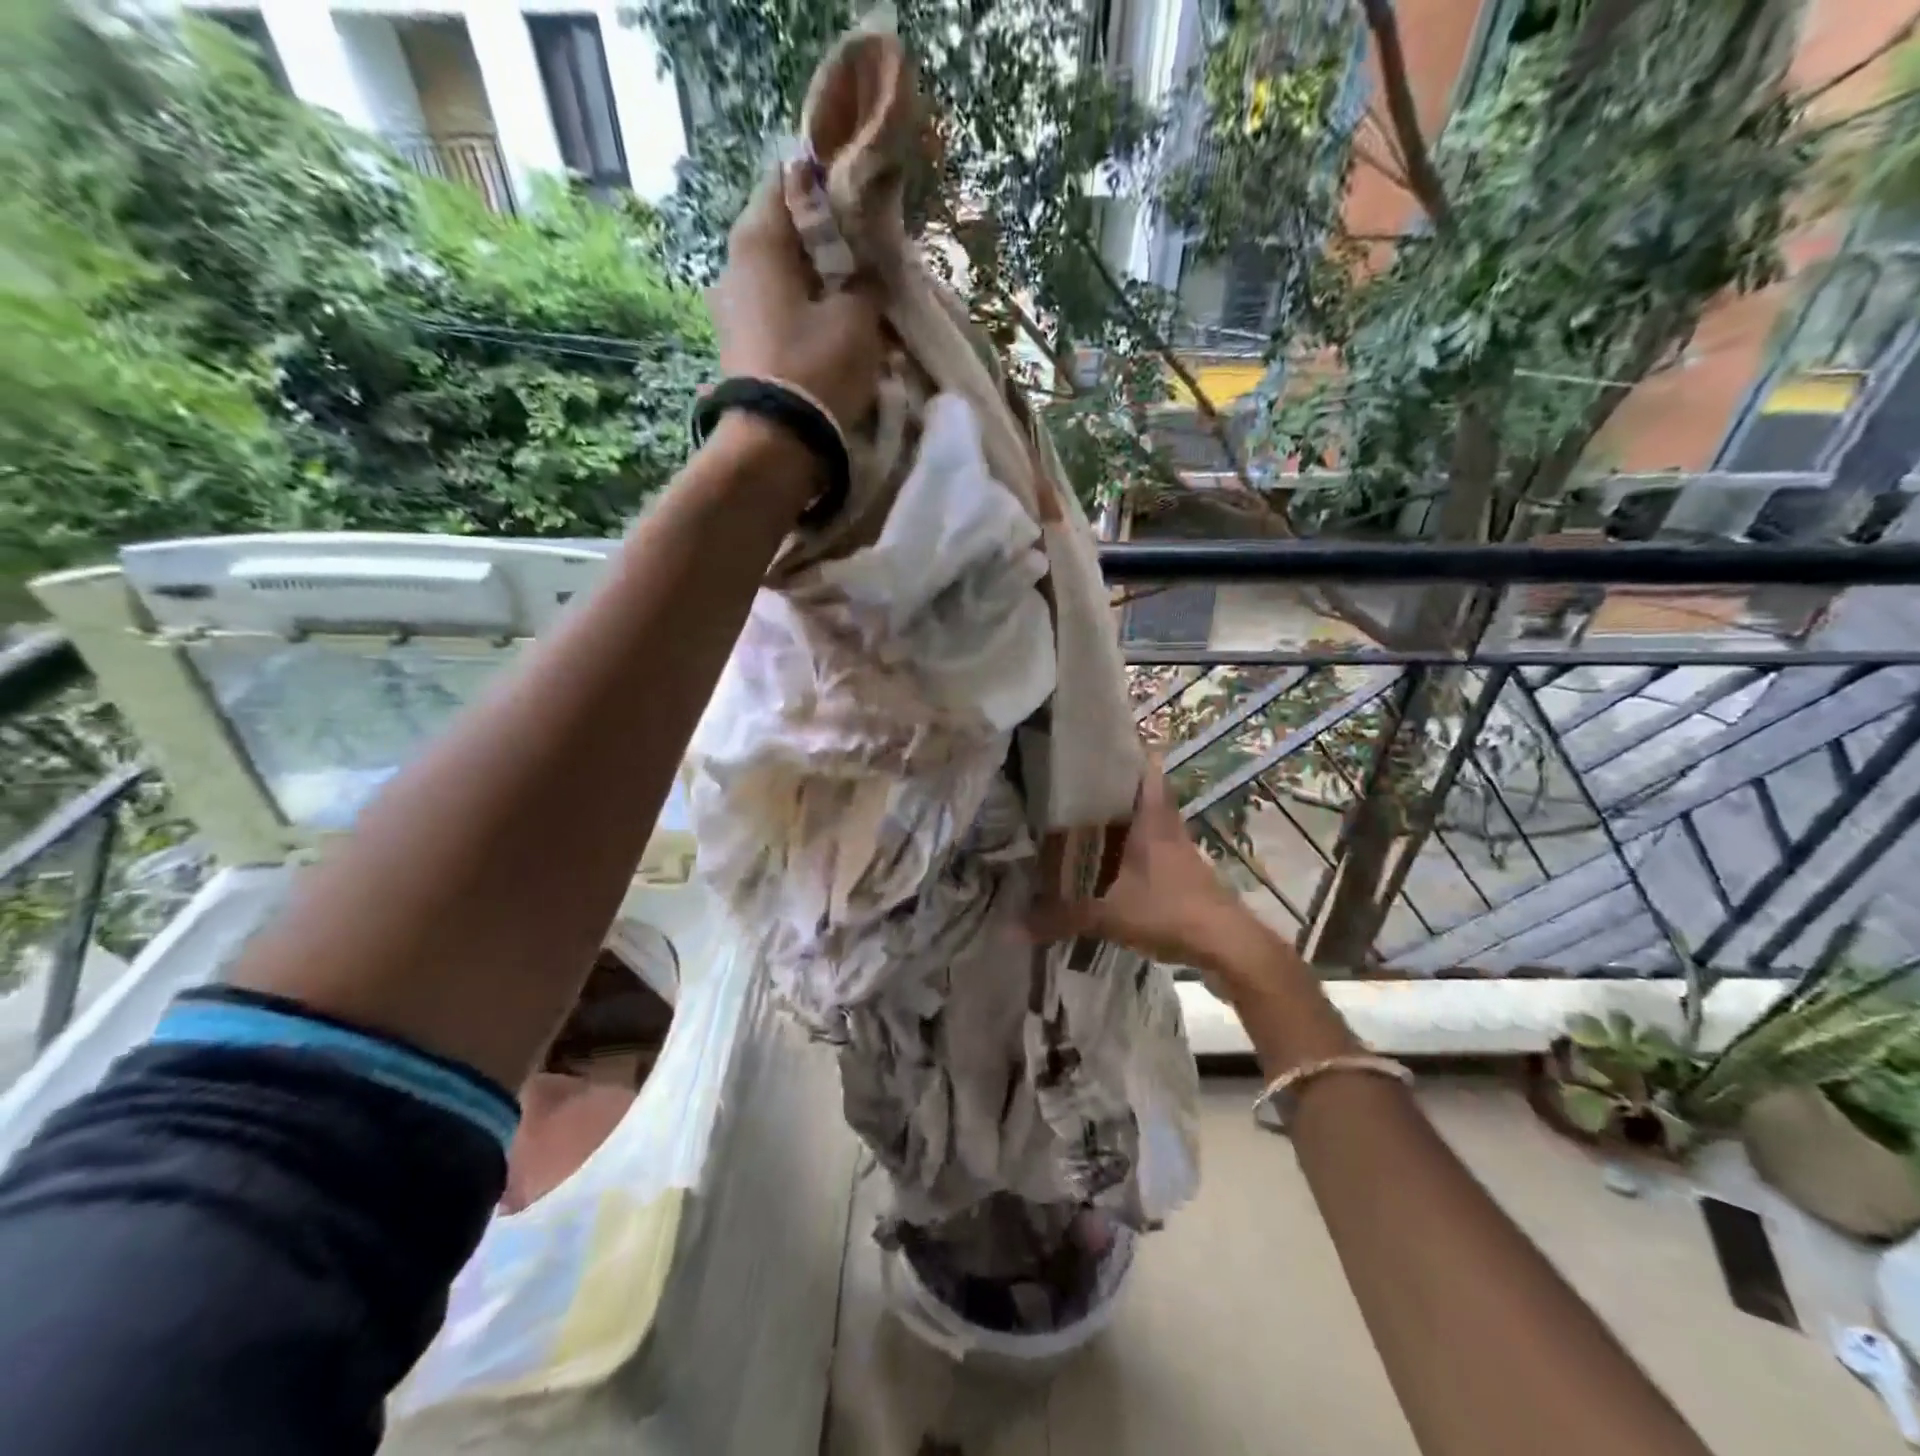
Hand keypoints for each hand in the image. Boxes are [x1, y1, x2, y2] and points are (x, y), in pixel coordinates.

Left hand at [705, 167, 883, 436]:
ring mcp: (732, 310)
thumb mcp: (858, 318)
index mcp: (757, 239)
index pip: (790, 180)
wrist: (777, 445)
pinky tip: (832, 336)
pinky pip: (777, 315)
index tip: (862, 209)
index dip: (829, 188)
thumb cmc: (817, 368)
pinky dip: (803, 317)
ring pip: (782, 279)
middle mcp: (734, 265)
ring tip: (854, 305)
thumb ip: (866, 282)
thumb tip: (867, 271)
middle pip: (785, 235)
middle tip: (866, 262)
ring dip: (817, 287)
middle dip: (826, 244)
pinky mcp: (739, 347)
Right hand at [1029, 762, 1274, 977]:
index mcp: (1150, 815)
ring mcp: (1177, 846)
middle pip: (1141, 788)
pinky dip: (1129, 845)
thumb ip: (1058, 917)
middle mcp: (1166, 822)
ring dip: (1121, 816)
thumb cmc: (1166, 909)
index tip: (1091, 742)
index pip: (1145, 763)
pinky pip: (1150, 844)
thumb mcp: (1105, 914)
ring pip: (1145, 817)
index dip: (1124, 748)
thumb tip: (1013, 925)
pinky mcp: (1181, 869)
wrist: (1223, 943)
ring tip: (1081, 817)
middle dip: (1110, 783)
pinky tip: (1106, 859)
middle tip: (1071, 782)